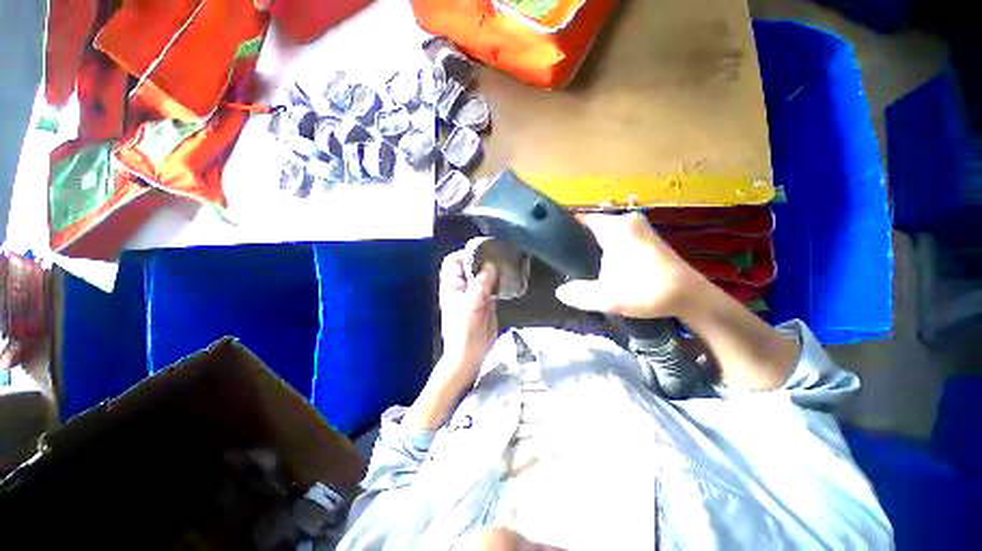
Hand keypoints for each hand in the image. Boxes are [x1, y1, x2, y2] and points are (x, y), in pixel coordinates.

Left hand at [439, 250, 497, 376]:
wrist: (470, 354)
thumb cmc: (464, 330)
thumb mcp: (471, 305)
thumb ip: (481, 284)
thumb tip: (491, 264)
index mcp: (452, 286)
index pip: (453, 262)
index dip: (464, 255)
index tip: (481, 252)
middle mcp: (463, 288)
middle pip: (470, 267)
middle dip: (482, 260)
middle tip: (498, 256)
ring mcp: (475, 295)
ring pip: (483, 276)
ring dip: (492, 271)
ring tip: (505, 265)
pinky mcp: (486, 303)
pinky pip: (492, 287)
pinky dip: (499, 282)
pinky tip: (508, 280)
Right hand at [555, 212, 706, 319]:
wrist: (689, 296)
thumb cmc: (647, 291)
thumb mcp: (608, 298)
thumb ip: (580, 295)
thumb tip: (559, 292)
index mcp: (615, 229)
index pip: (583, 217)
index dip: (566, 225)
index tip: (554, 237)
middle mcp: (627, 222)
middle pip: (595, 222)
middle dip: (580, 235)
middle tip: (566, 253)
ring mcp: (640, 228)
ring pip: (608, 228)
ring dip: (595, 240)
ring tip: (580, 258)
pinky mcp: (648, 238)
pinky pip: (620, 234)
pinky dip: (609, 243)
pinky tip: (604, 261)